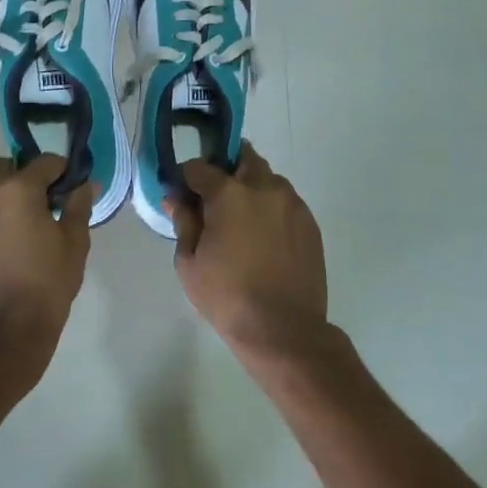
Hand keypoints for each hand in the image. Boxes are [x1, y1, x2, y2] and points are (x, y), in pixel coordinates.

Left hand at [0, 156, 95, 386]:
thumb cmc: (45, 288)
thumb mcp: (74, 245)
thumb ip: (78, 207)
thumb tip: (84, 185)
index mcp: (15, 190)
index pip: (44, 162)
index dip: (63, 172)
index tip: (71, 189)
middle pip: (6, 166)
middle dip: (25, 177)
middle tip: (44, 205)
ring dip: (4, 195)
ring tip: (24, 228)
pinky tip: (6, 246)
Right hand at [166, 145, 327, 362]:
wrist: (283, 329)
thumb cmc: (227, 296)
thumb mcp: (189, 262)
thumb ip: (183, 222)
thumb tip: (177, 198)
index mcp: (229, 193)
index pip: (200, 167)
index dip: (186, 177)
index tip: (181, 194)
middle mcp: (264, 187)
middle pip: (242, 158)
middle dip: (225, 170)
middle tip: (214, 199)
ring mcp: (292, 204)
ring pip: (267, 179)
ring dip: (251, 187)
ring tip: (241, 221)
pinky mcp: (310, 223)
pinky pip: (285, 202)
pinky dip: (270, 208)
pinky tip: (263, 238)